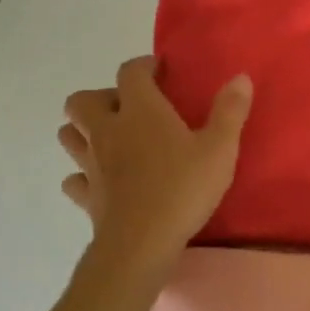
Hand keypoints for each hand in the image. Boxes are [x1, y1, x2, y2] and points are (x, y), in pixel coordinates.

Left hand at [59, 57, 252, 264]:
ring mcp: (91, 164)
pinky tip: (102, 180)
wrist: (141, 244)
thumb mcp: (220, 148)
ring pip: (69, 136)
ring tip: (112, 138)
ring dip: (84, 130)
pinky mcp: (86, 196)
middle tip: (130, 108)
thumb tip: (240, 77)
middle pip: (82, 101)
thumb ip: (229, 111)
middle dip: (101, 97)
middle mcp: (108, 130)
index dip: (143, 66)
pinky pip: (74, 179)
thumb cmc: (183, 188)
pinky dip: (83, 174)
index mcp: (140, 111)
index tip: (159, 71)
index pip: (130, 72)